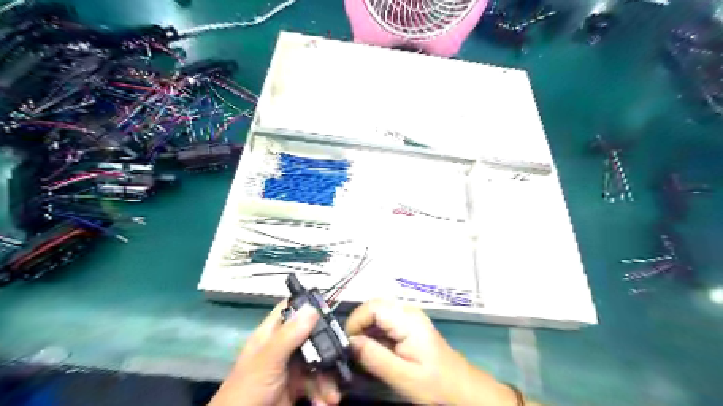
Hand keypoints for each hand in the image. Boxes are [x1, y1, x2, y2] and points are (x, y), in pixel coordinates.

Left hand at [210, 302, 341, 405]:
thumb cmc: (248, 390)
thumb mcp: (268, 360)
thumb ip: (289, 335)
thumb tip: (312, 307)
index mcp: (271, 335)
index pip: (290, 310)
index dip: (308, 305)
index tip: (330, 309)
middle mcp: (282, 348)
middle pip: (311, 337)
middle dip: (327, 350)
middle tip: (339, 358)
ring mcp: (290, 369)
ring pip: (317, 362)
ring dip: (328, 378)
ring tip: (332, 396)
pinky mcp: (296, 388)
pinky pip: (316, 384)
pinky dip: (323, 393)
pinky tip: (324, 403)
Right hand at [345, 298, 519, 405]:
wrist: (461, 388)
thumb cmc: (435, 383)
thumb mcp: (402, 376)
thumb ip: (374, 357)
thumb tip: (350, 342)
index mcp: (407, 319)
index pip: (372, 306)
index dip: (356, 321)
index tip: (348, 344)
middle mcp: (407, 312)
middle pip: (373, 308)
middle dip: (359, 327)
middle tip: (352, 351)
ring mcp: (408, 318)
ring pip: (377, 315)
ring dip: (366, 332)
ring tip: (362, 355)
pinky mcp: (408, 326)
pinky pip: (384, 324)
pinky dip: (374, 336)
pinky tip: (374, 354)